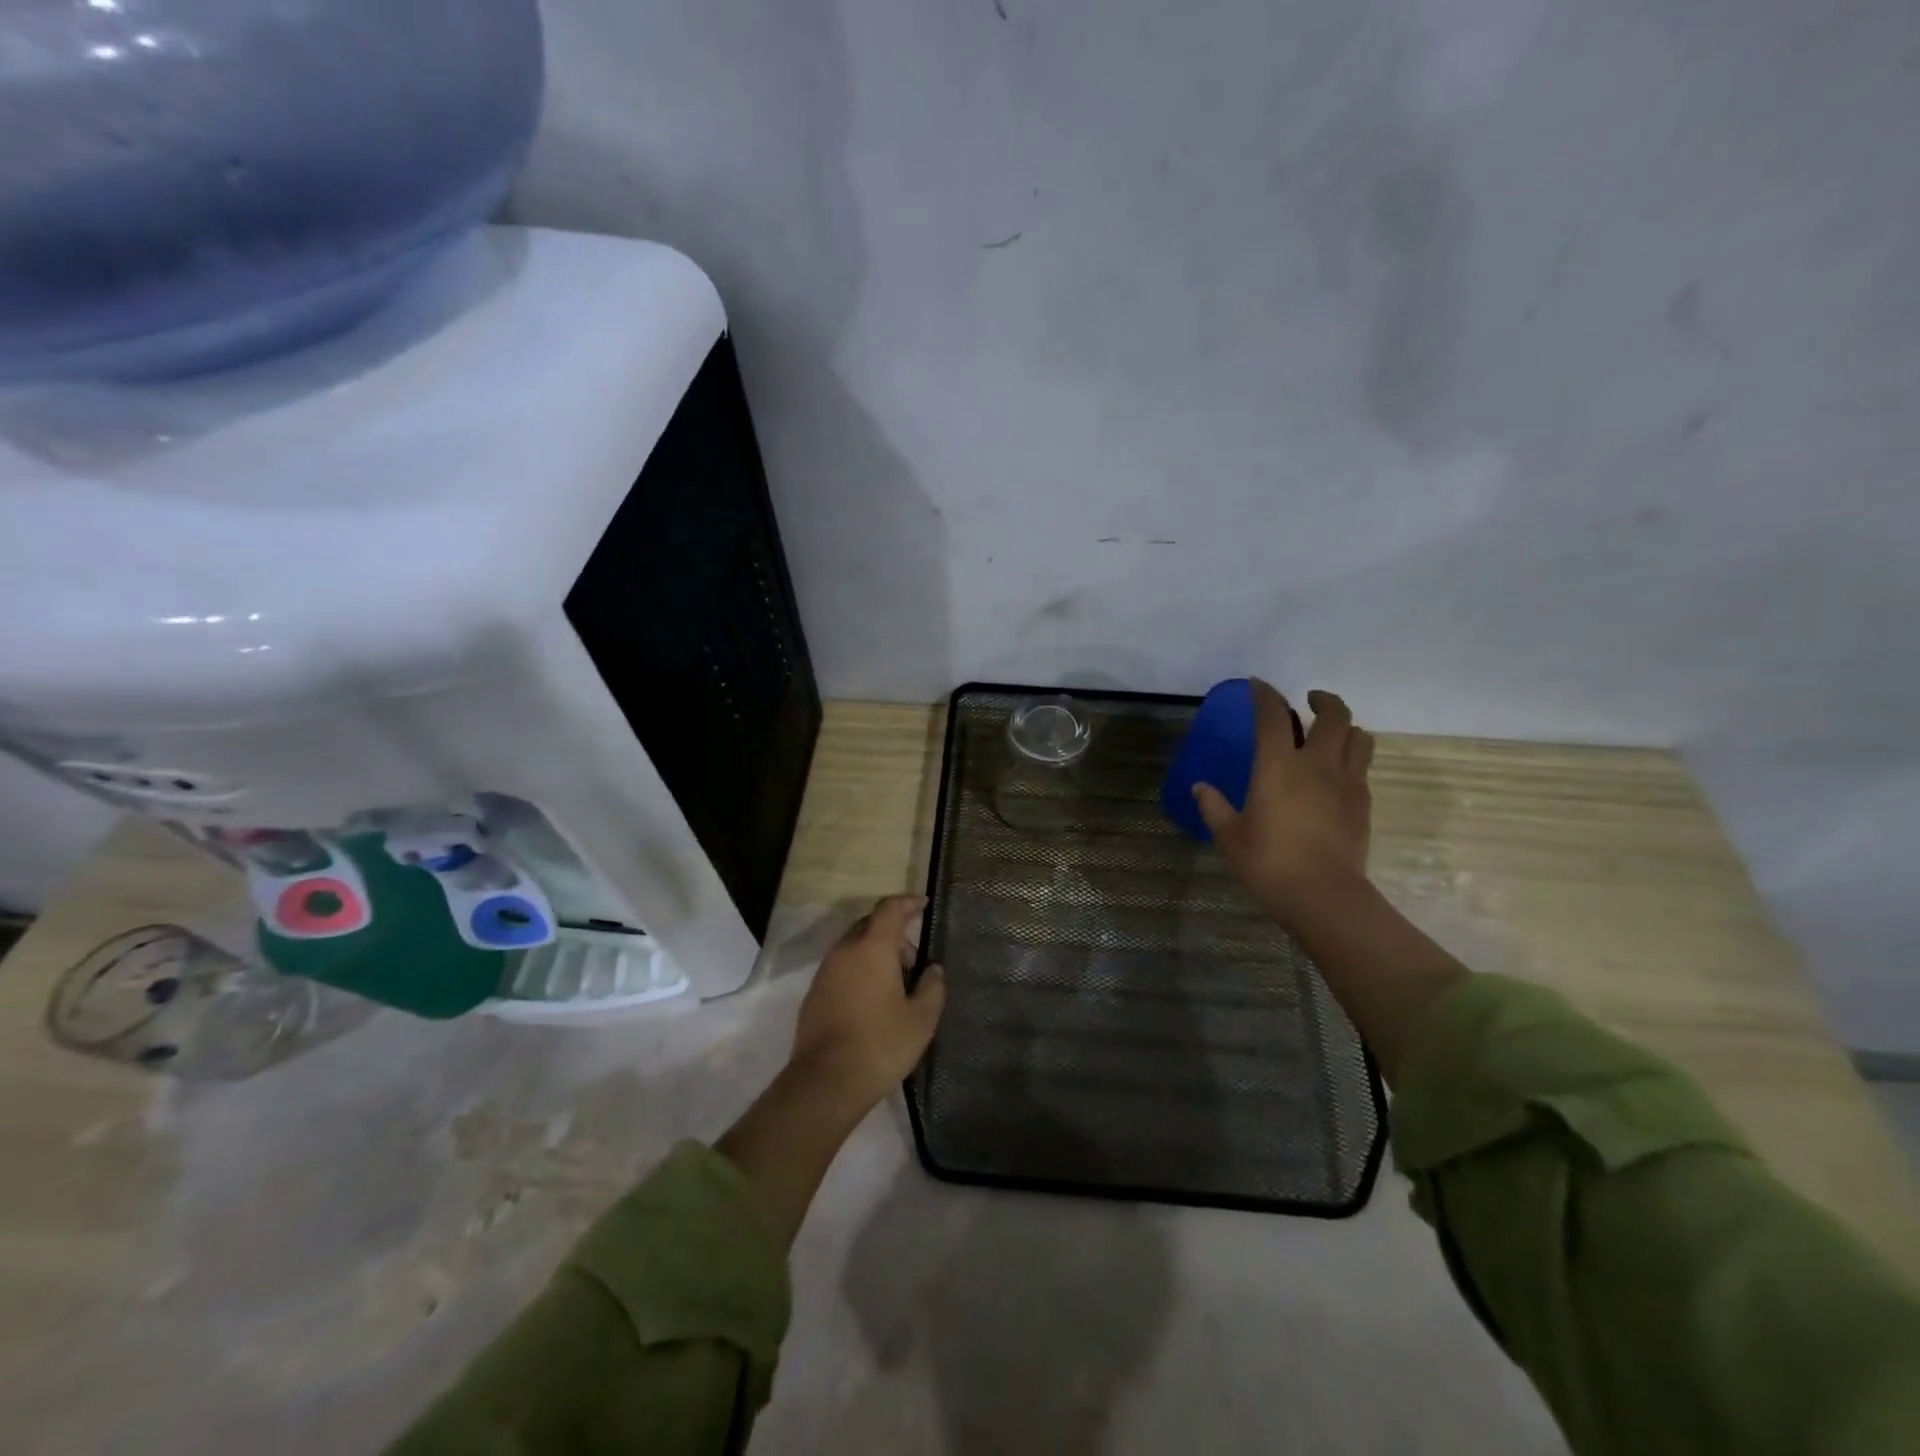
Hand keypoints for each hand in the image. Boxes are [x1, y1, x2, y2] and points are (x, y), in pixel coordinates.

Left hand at [790, 895, 946, 1113]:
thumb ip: (933, 987)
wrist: (825, 1082)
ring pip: (854, 946)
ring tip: (895, 987)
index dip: (908, 902)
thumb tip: (932, 970)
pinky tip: (872, 1001)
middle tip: (914, 963)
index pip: (890, 909)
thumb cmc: (880, 1044)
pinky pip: (842, 967)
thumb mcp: (921, 1019)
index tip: (924, 904)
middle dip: (894, 934)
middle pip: (870, 925)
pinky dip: (859, 970)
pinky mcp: (814, 993)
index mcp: (873, 947)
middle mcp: (845, 950)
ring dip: (876, 954)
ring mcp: (825, 971)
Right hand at [1193, 682, 1373, 918]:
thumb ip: (1213, 806)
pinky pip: (1362, 767)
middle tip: (1309, 701)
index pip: (1273, 715)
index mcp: (1278, 766)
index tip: (1258, 685)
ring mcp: (1346, 782)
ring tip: (1331, 733)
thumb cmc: (1268, 861)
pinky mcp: (1363, 802)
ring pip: (1359, 737)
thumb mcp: (1229, 835)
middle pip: (1334, 715)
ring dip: (1346, 726)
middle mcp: (1316, 764)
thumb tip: (1199, 788)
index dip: (1265, 695)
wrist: (1322, 894)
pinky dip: (1351, 758)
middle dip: (1323, 700)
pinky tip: (1336, 773)